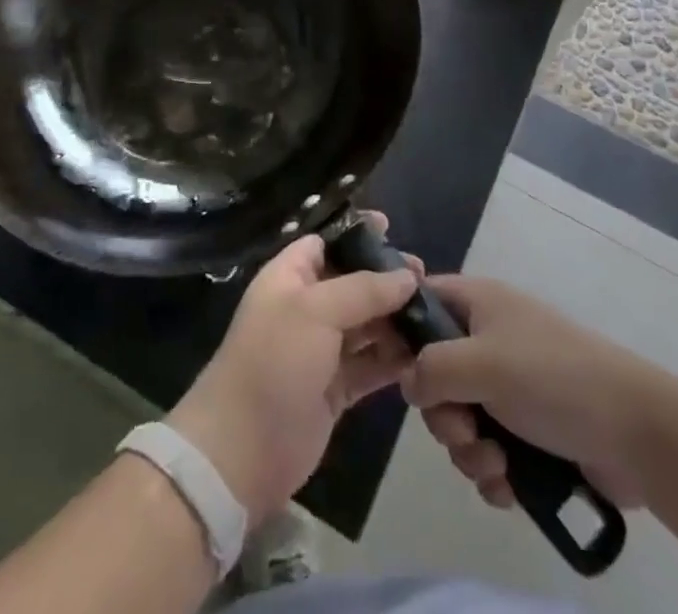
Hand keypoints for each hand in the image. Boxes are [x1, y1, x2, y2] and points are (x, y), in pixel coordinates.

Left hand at [168, 218, 419, 524]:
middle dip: (386, 279)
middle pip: (352, 282)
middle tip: (426, 278)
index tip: (393, 229)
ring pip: (365, 324)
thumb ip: (364, 289)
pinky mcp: (335, 389)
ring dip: (395, 319)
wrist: (242, 449)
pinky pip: (370, 364)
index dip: (357, 234)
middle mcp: (306, 308)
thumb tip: (407, 276)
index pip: (326, 242)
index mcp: (290, 277)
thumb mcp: (316, 311)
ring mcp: (320, 350)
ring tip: (434, 314)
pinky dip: (393, 359)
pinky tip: (423, 354)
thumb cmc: (274, 361)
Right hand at [399, 275, 670, 513]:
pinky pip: (488, 449)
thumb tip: (407, 382)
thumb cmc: (552, 379)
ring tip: (496, 463)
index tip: (392, 369)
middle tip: (464, 429)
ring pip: (460, 417)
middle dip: (443, 413)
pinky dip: (492, 470)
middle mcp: (489, 339)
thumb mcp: (483, 363)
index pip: (422, 300)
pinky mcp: (529, 430)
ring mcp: (510, 385)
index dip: (401, 330)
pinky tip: (509, 485)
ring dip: (468, 449)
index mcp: (479, 304)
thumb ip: (431, 367)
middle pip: (435, 371)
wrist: (636, 432)